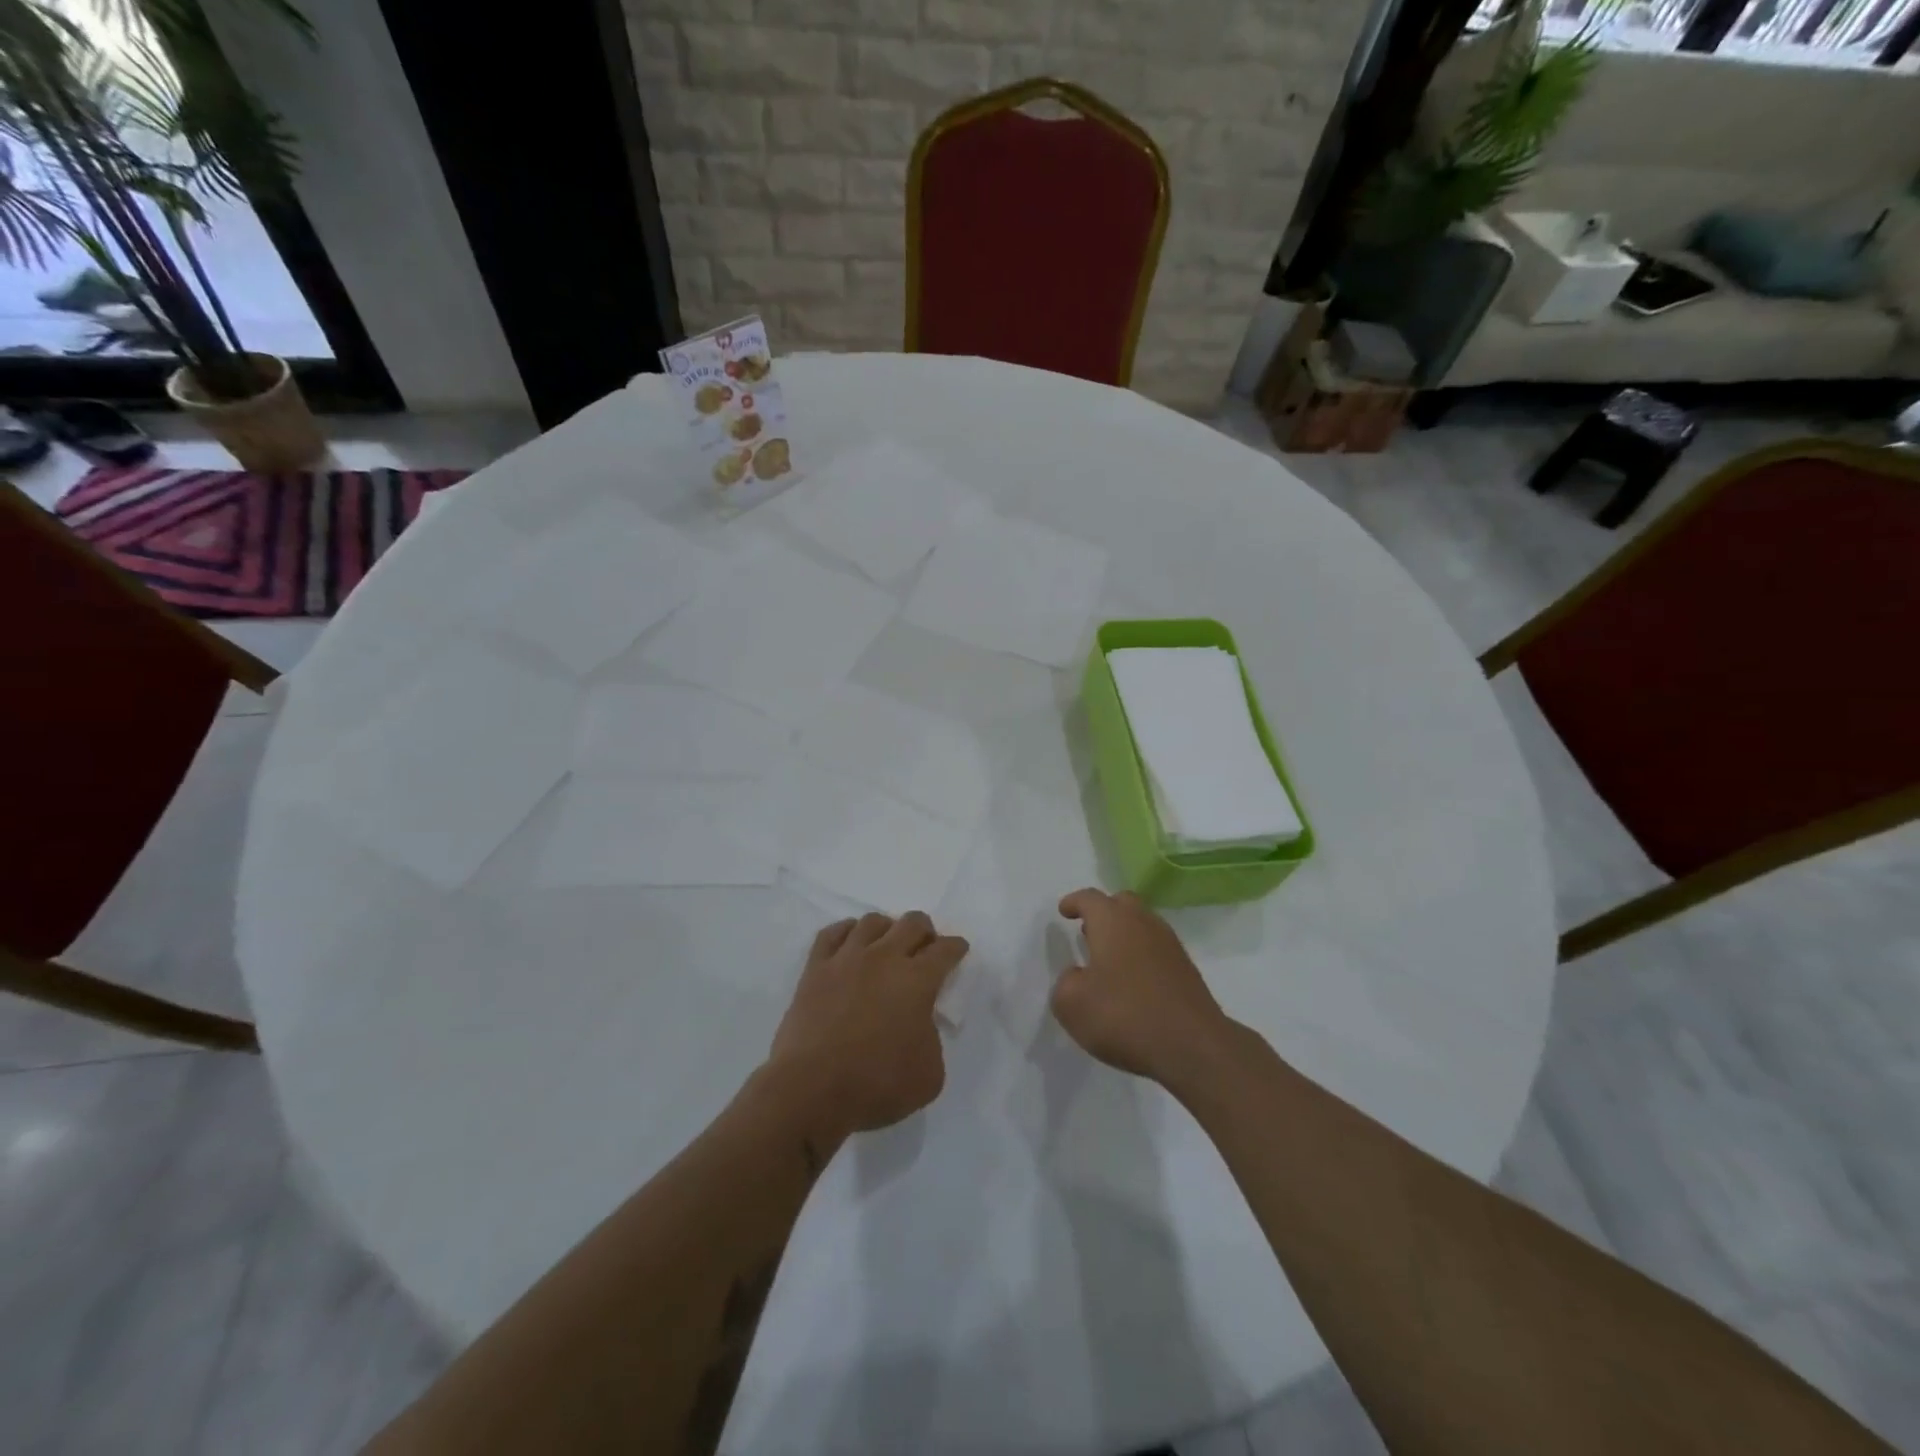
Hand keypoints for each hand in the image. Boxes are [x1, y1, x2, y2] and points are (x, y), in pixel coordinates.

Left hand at [764, 912, 968, 1153]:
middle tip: (925, 946)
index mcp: (917, 980)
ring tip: (887, 943)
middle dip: (925, 930)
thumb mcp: (930, 1074)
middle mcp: (884, 957)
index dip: (956, 947)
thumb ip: (932, 1039)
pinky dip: (846, 931)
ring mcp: (847, 958)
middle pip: (912, 923)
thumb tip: (919, 1024)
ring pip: (872, 921)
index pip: (945, 950)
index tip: (957, 949)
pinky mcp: (815, 968)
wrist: (812, 1088)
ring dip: (887, 928)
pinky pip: (832, 933)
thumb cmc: (876, 1084)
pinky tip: (850, 941)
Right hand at [1051, 888, 1233, 1086]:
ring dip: (1123, 934)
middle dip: (1103, 912)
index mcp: (1112, 921)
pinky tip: (1132, 981)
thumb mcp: (1072, 1004)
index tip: (1064, 911)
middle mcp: (1143, 923)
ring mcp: (1169, 945)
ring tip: (1107, 959)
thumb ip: (1065, 983)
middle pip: (1122, 903)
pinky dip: (1140, 955)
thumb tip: (1077, 976)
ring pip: (1142, 925)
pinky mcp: (1186, 969)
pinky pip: (1156, 950)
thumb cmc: (1124, 1016)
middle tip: (1087, 930)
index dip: (1074, 902)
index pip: (1090, 898)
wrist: (1193, 1046)